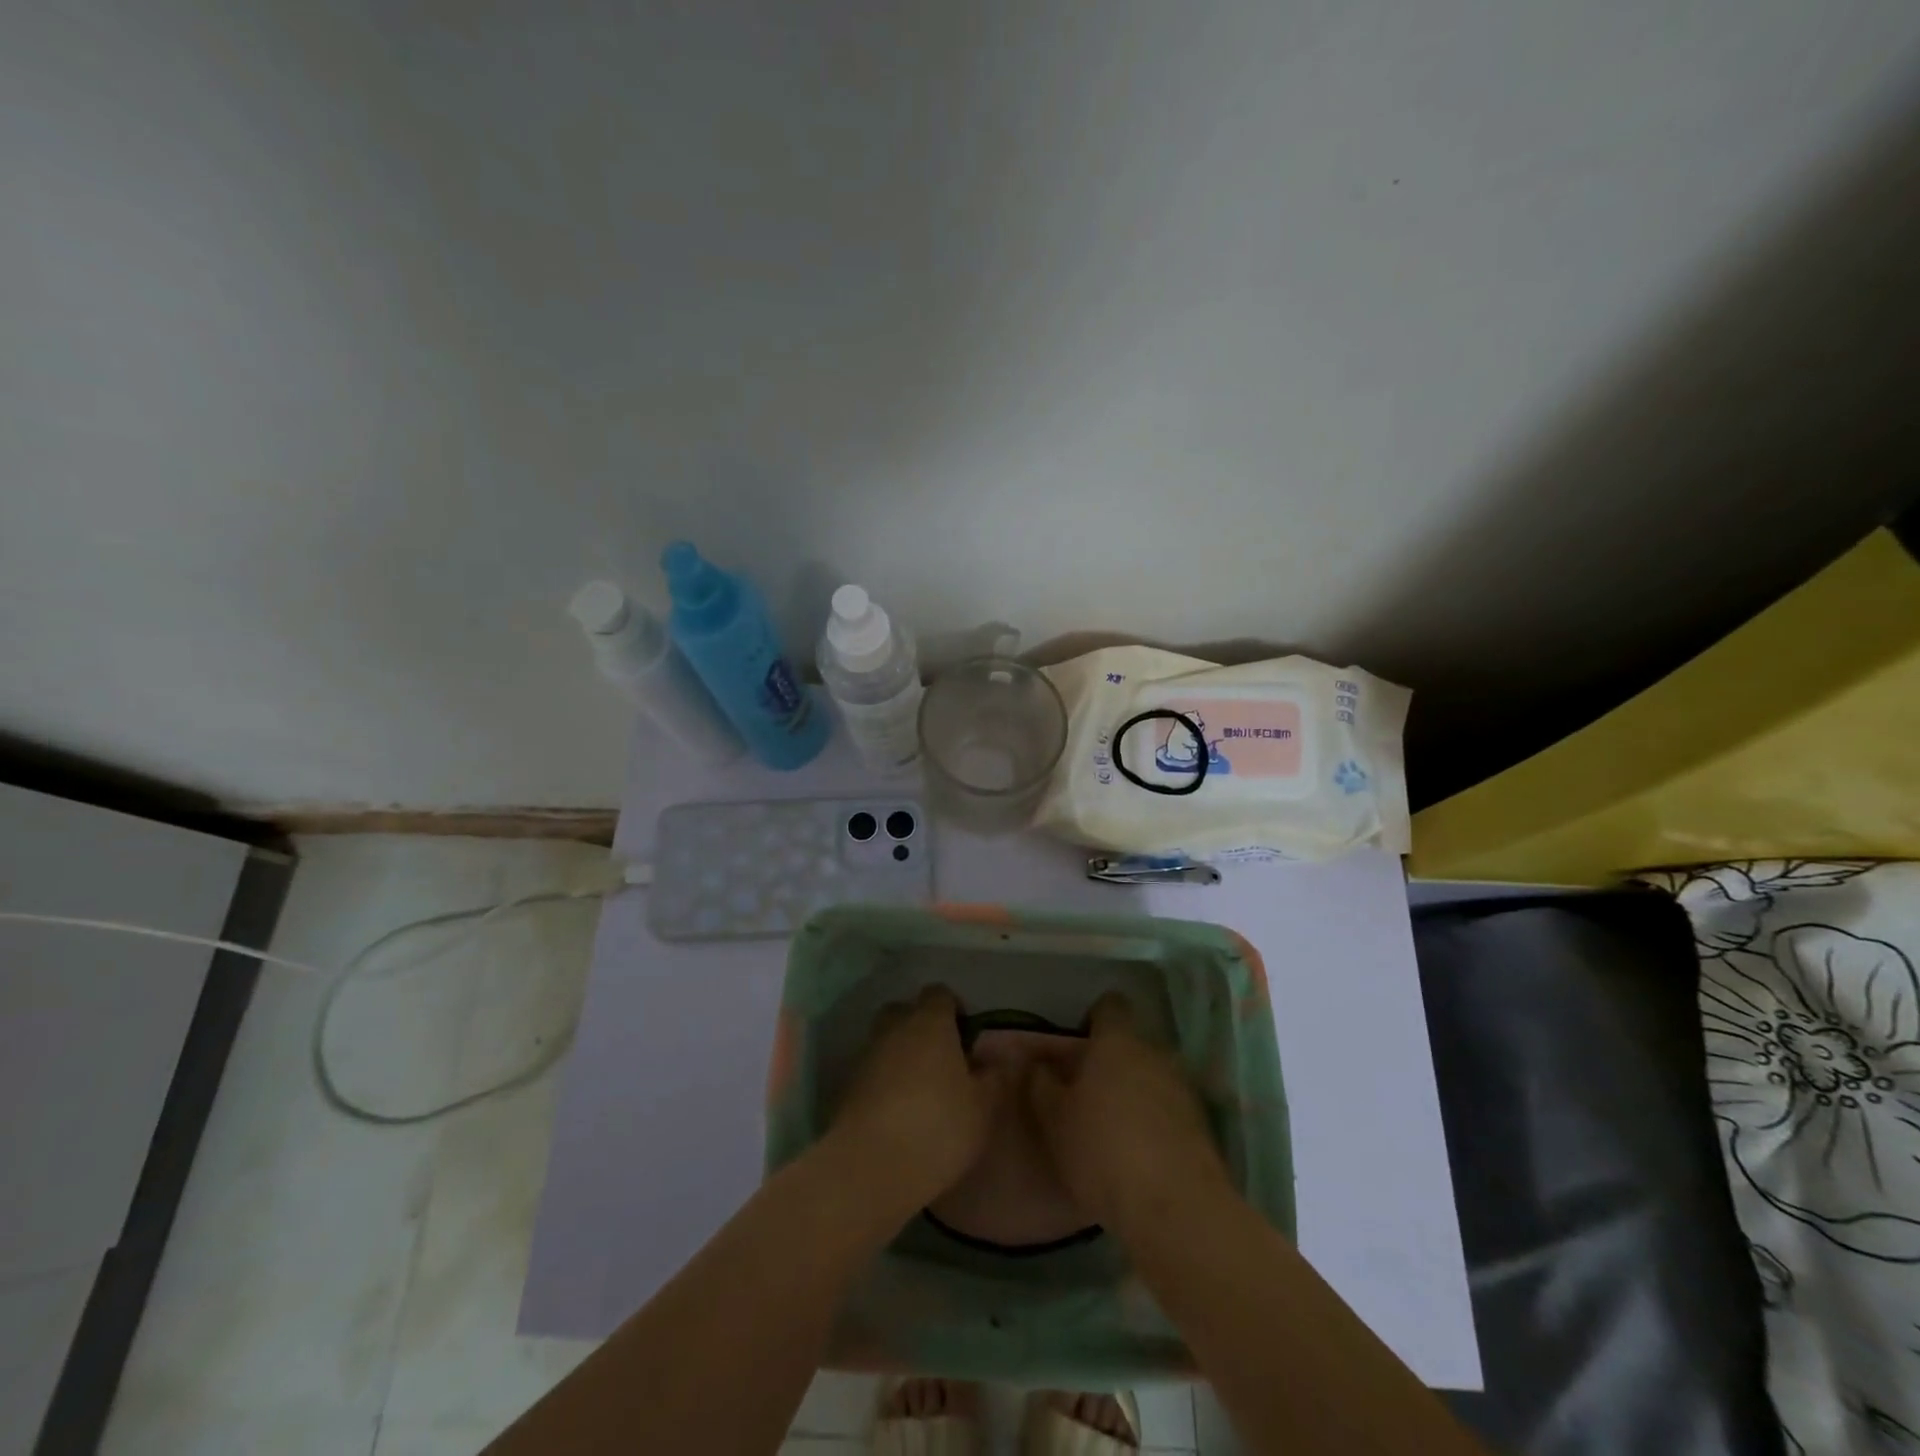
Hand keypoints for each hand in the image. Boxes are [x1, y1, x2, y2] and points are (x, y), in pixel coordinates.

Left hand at [827, 985, 1011, 1214]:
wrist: (869, 1166)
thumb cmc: (937, 1127)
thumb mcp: (982, 1107)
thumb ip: (992, 1077)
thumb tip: (992, 1059)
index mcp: (929, 1021)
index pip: (939, 993)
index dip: (954, 1010)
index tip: (966, 1039)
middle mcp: (894, 1027)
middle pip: (906, 1011)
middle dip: (922, 1027)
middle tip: (942, 1062)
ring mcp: (866, 1055)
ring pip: (886, 1040)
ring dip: (901, 1055)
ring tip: (921, 1091)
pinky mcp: (846, 1085)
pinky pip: (872, 1070)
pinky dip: (884, 1081)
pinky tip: (898, 1112)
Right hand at [1027, 993, 1232, 1237]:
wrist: (1176, 1209)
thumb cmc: (1103, 1151)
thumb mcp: (1054, 1120)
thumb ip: (1041, 1084)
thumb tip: (1037, 1063)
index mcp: (1117, 1042)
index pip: (1110, 1006)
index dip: (1093, 1020)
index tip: (1077, 1047)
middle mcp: (1155, 1054)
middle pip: (1131, 1045)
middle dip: (1112, 1064)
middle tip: (1087, 1095)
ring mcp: (1184, 1089)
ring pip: (1152, 1078)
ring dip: (1135, 1094)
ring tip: (1113, 1131)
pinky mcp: (1202, 1126)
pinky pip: (1170, 1111)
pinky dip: (1155, 1124)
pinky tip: (1139, 1157)